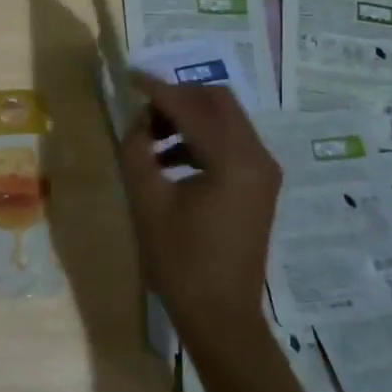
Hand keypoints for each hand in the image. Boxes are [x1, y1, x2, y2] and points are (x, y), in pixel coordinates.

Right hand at [116, 73, 280, 339]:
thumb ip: (138, 151)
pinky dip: (199, 140)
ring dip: (188, 119)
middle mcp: (258, 157)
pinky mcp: (259, 186)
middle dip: (178, 98)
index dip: (157, 89)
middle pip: (218, 102)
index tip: (129, 77)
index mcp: (234, 160)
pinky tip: (168, 161)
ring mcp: (263, 172)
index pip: (192, 107)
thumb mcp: (148, 202)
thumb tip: (138, 122)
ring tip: (149, 139)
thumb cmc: (181, 261)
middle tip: (142, 110)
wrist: (221, 315)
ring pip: (226, 121)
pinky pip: (230, 144)